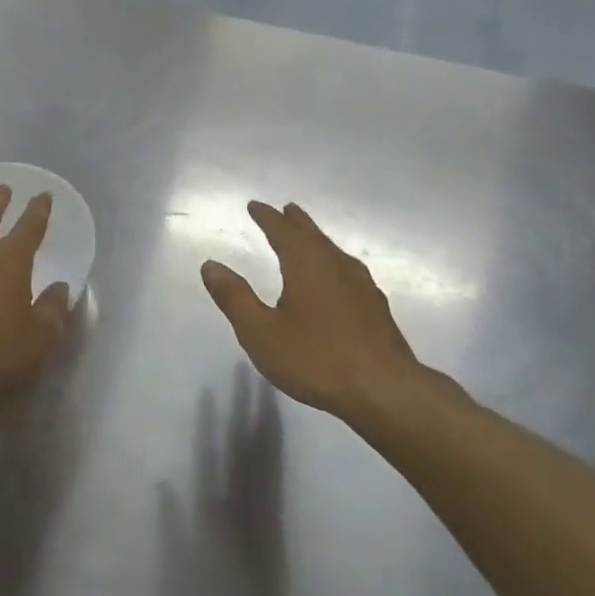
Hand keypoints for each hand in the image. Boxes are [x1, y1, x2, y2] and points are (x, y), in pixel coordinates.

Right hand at [201, 201, 454, 425]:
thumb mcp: (260, 333)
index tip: (254, 205)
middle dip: (296, 222)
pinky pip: (348, 271)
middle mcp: (336, 266)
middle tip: (286, 209)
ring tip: (308, 237)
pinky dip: (334, 262)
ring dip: (317, 239)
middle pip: (313, 235)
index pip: (283, 231)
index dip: (267, 217)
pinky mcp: (375, 308)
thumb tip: (210, 265)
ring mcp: (361, 286)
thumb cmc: (316, 359)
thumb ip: (234, 298)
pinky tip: (338, 279)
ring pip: (334, 252)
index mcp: (306, 265)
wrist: (384, 390)